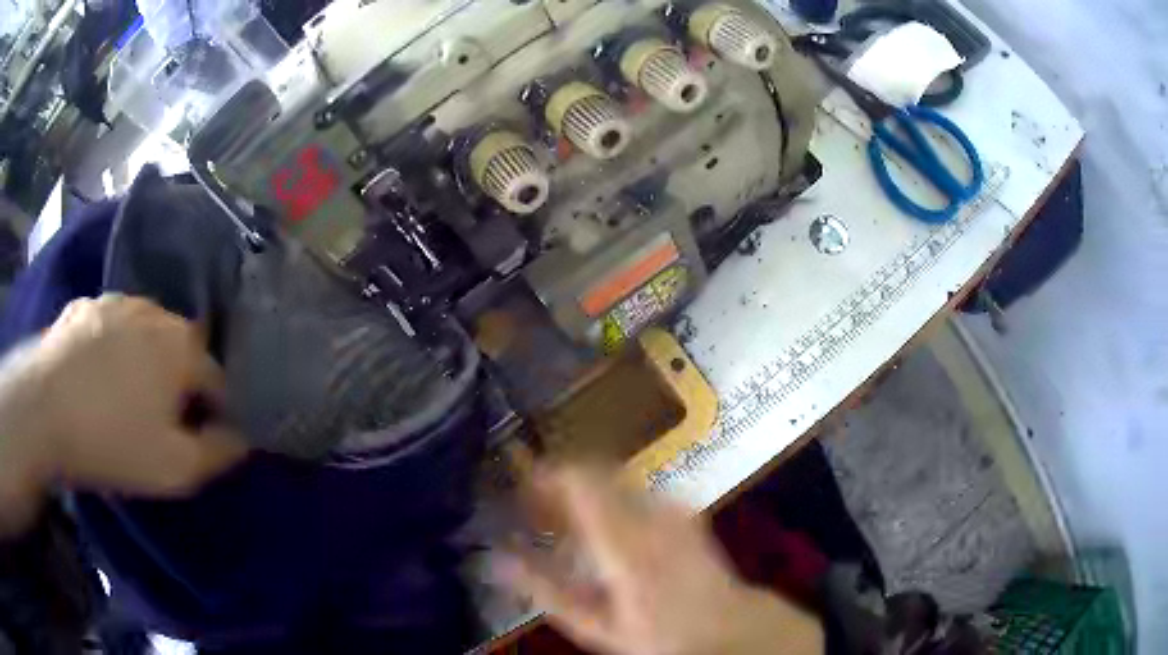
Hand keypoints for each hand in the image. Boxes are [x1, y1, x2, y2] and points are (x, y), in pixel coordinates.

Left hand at [0, 295, 246, 533]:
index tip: (204, 439)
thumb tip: (240, 437)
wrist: (45, 408)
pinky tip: (98, 376)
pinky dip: (113, 348)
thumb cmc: (113, 440)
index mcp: (183, 346)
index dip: (218, 413)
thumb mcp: (176, 468)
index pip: (218, 380)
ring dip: (146, 362)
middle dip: (181, 384)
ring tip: (127, 397)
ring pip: (145, 335)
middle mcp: (155, 312)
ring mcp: (116, 302)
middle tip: (163, 421)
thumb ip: (219, 453)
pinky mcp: (86, 306)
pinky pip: (111, 328)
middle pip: (181, 352)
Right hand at [499, 468, 822, 654]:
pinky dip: (609, 498)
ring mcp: (670, 505)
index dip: (544, 472)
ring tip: (563, 518)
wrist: (723, 625)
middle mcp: (649, 510)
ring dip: (582, 489)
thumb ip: (544, 589)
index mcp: (622, 538)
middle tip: (534, 505)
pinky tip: (602, 526)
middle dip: (558, 480)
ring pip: (614, 477)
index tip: (519, 484)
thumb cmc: (655, 632)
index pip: (578, 479)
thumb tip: (495, 560)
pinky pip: (635, 489)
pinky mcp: (682, 508)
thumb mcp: (593, 623)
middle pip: (594, 470)